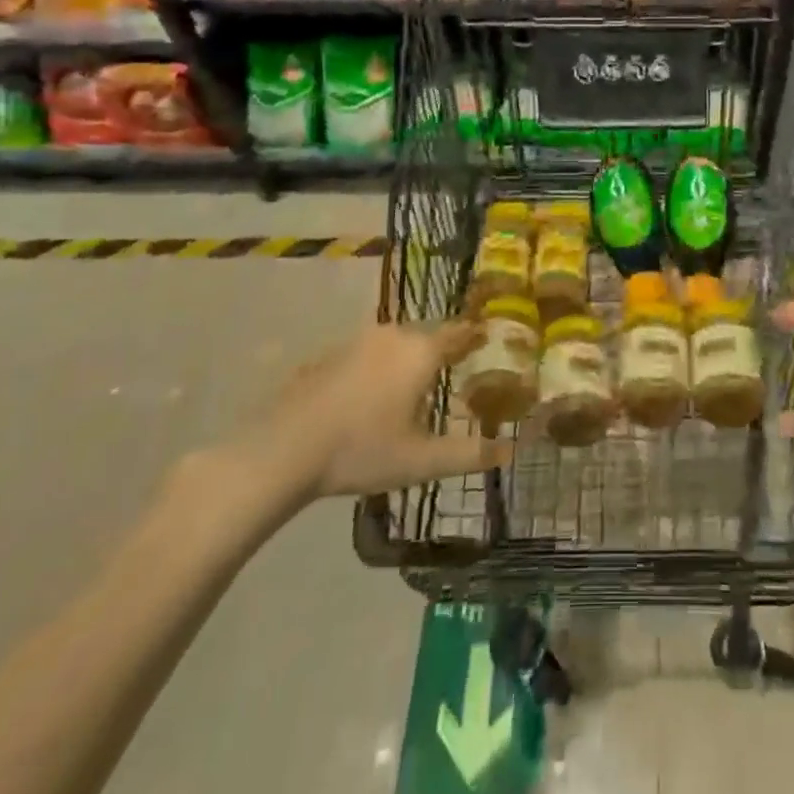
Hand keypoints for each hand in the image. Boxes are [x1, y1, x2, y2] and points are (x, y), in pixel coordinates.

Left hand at [218, 320, 511, 521]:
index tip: (489, 338)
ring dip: (409, 358)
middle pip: (428, 335)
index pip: (460, 332)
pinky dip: (378, 367)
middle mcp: (393, 336)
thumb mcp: (421, 461)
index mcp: (421, 352)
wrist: (283, 450)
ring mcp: (357, 342)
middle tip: (456, 368)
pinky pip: (368, 354)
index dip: (476, 335)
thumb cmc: (361, 450)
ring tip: (416, 383)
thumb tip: (511, 451)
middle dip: (443, 350)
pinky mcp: (329, 355)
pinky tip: (371, 395)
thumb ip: (469, 454)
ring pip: (396, 343)